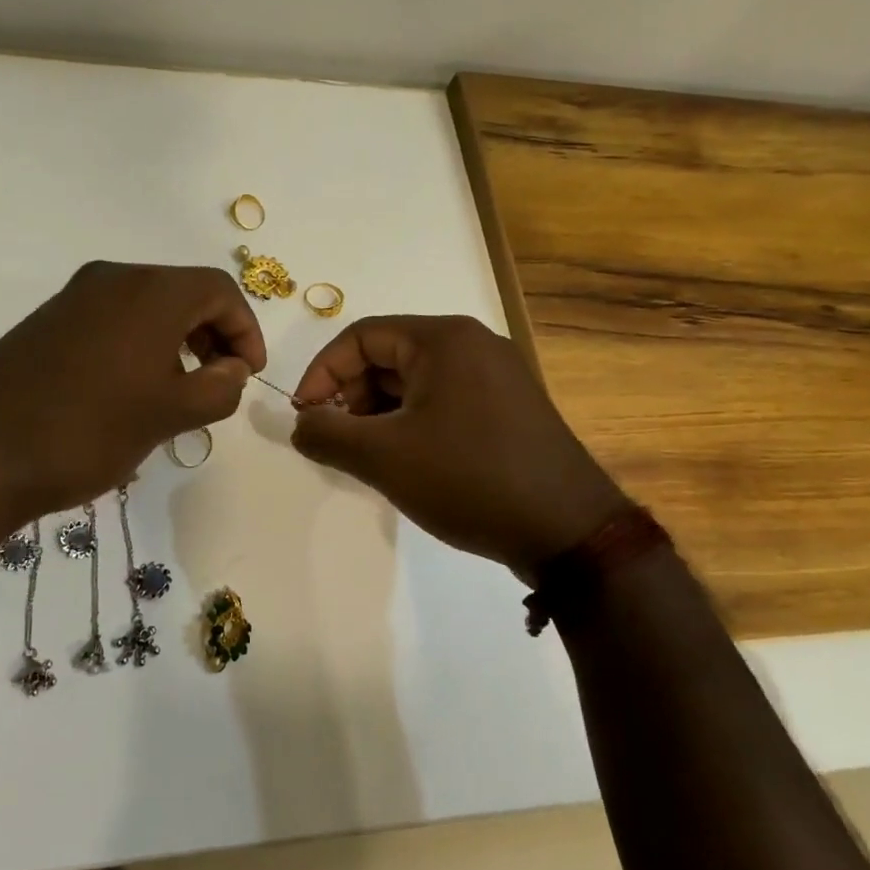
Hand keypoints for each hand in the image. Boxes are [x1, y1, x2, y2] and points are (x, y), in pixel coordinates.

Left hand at [0, 262, 265, 528]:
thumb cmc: (87, 431)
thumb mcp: (169, 415)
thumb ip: (219, 388)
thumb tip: (234, 370)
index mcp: (149, 291)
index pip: (220, 290)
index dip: (246, 330)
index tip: (248, 375)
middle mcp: (111, 279)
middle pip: (183, 293)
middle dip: (212, 335)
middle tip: (219, 383)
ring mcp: (72, 299)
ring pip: (146, 309)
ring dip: (176, 343)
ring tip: (178, 394)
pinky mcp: (46, 323)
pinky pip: (110, 322)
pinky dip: (138, 347)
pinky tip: (130, 393)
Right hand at [290, 315, 626, 569]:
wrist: (569, 532)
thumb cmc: (469, 479)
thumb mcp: (383, 457)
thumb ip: (326, 434)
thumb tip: (301, 425)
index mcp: (444, 339)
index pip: (361, 336)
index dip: (322, 373)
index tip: (304, 416)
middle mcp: (473, 345)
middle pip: (388, 355)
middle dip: (350, 395)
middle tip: (334, 439)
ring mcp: (496, 376)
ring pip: (414, 381)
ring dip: (378, 413)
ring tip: (364, 455)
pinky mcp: (507, 408)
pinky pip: (442, 401)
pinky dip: (410, 423)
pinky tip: (402, 461)